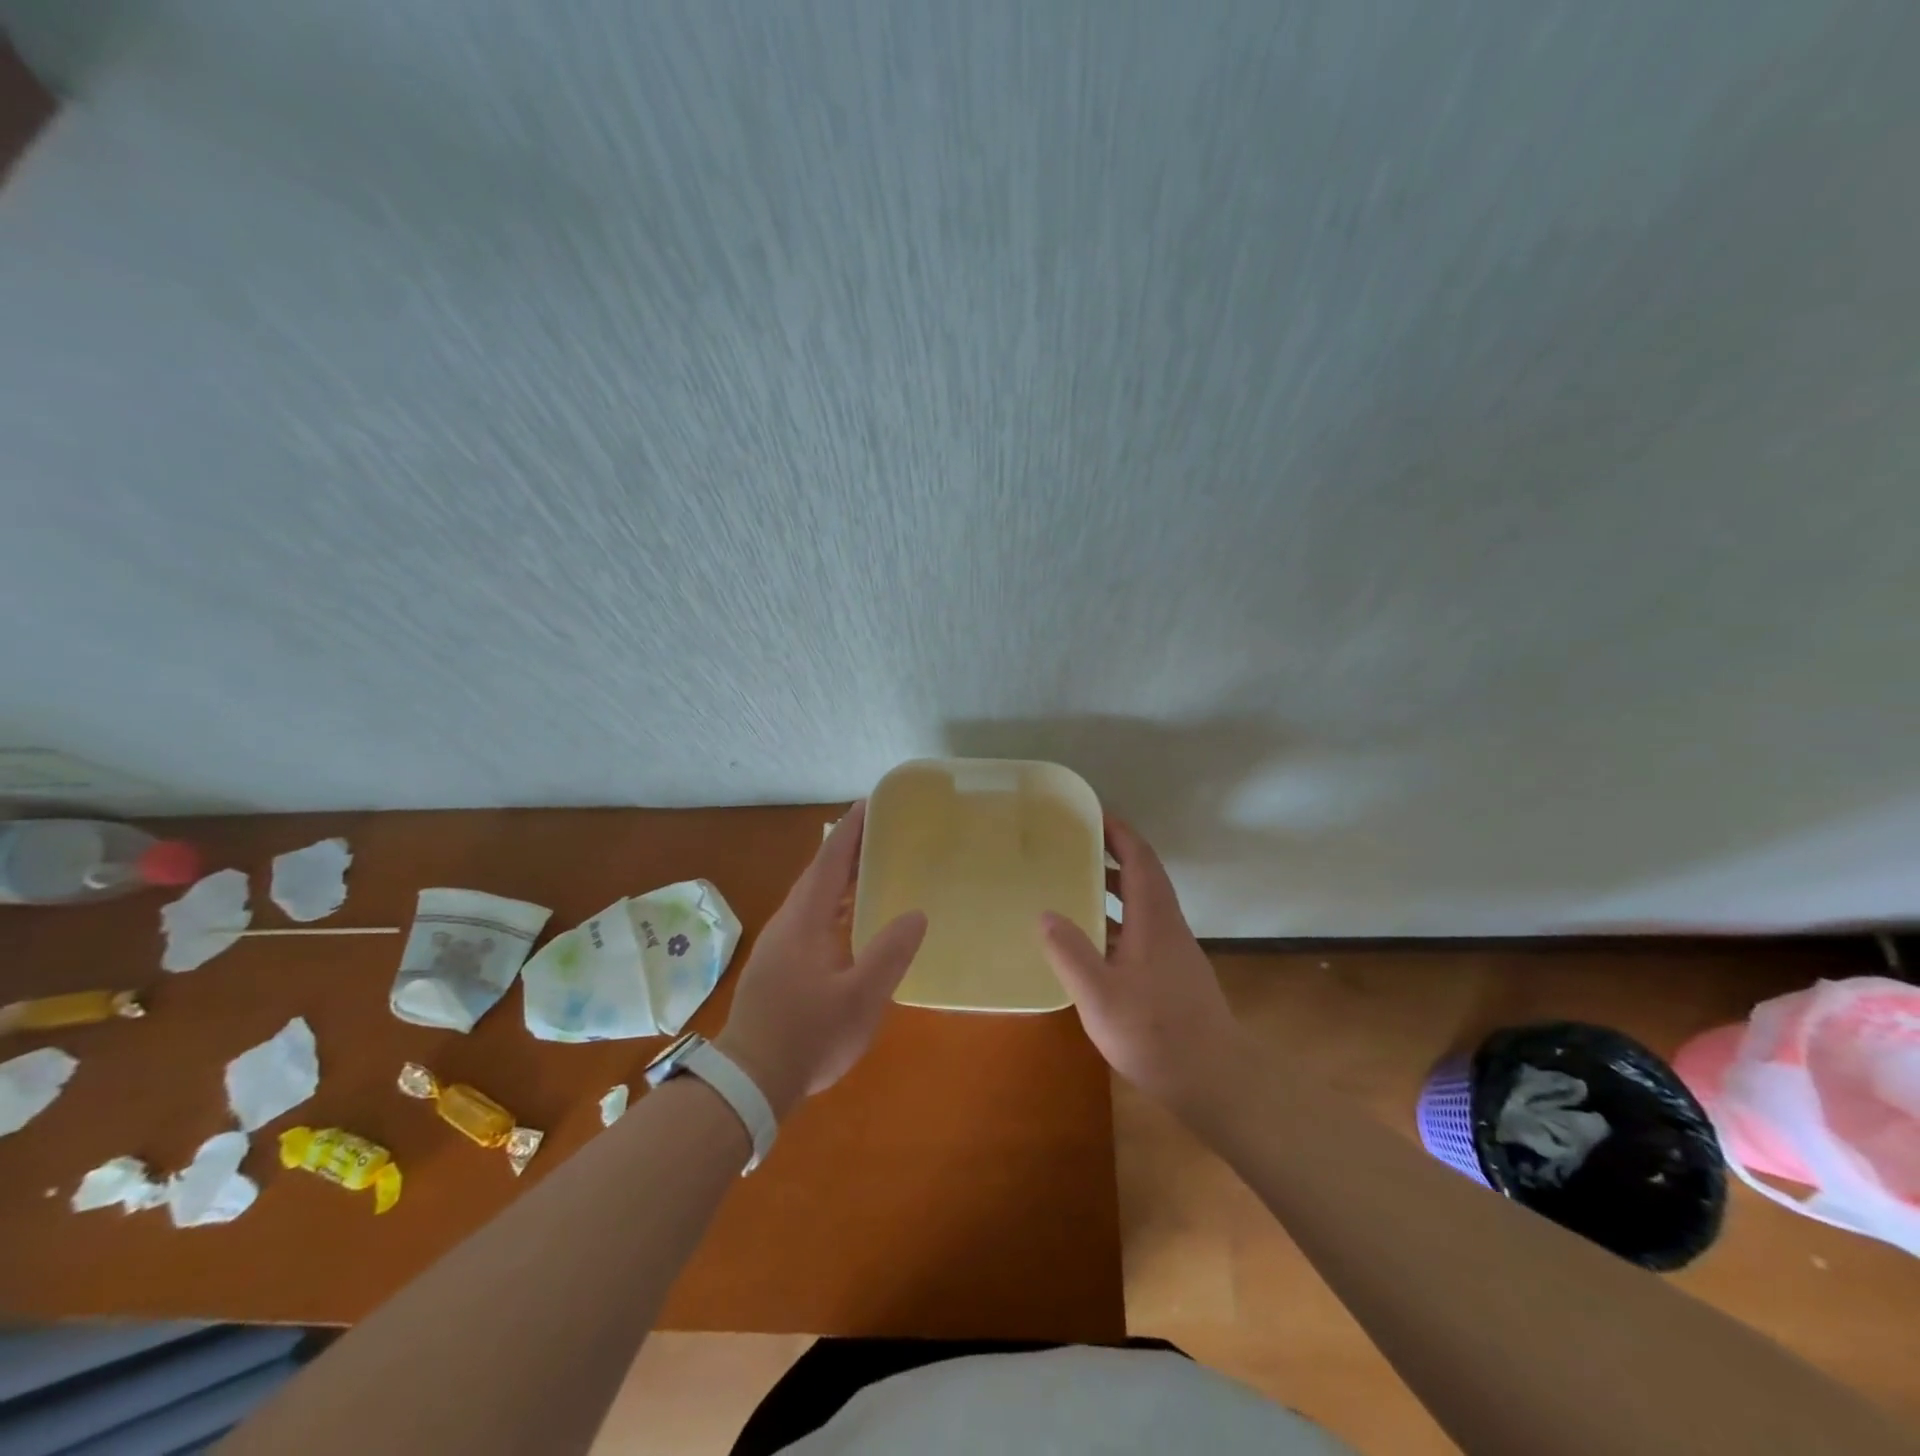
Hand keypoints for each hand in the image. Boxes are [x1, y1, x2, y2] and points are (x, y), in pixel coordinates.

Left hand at [716, 801, 926, 1118]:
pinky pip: (809, 918)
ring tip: (872, 868)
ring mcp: (779, 945)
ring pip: (812, 898)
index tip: (869, 803)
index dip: (850, 830)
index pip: (829, 861)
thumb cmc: (808, 1036)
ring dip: (840, 878)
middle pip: (819, 874)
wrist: (750, 1082)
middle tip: (881, 832)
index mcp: (804, 920)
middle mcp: (787, 923)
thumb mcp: (861, 998)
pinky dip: (833, 904)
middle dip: (847, 850)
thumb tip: (915, 913)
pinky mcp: (778, 965)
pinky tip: (851, 920)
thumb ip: (890, 954)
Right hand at [1039, 818, 1247, 1114]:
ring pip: (1144, 905)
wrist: (1216, 1081)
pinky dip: (1119, 920)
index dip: (1119, 832)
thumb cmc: (1156, 1034)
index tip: (1092, 814)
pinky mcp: (1174, 976)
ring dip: (1115, 889)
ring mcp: (1174, 953)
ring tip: (1076, 885)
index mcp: (1155, 920)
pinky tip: (1095, 943)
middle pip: (1144, 877)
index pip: (1140, 859)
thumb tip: (1045, 913)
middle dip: (1113, 855)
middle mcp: (1168, 927)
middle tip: (1074, 846)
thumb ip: (1071, 953)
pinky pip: (1143, 930)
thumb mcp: (1100, 996)